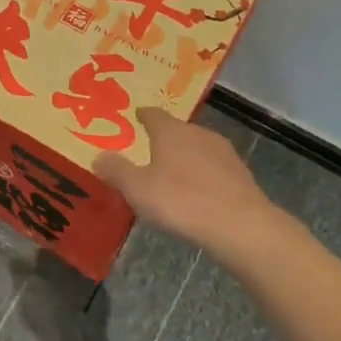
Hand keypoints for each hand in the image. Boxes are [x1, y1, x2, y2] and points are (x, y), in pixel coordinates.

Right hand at [95, 108, 297, 262]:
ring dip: (185, 158)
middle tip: (148, 150)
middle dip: (163, 139)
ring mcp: (223, 153)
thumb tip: (98, 156)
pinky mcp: (241, 175)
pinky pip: (214, 169)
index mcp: (171, 131)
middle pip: (177, 130)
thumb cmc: (181, 201)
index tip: (135, 117)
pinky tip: (197, 193)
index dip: (143, 116)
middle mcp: (198, 133)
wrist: (241, 226)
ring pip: (197, 149)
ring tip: (172, 174)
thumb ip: (116, 170)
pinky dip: (203, 176)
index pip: (153, 114)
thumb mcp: (137, 189)